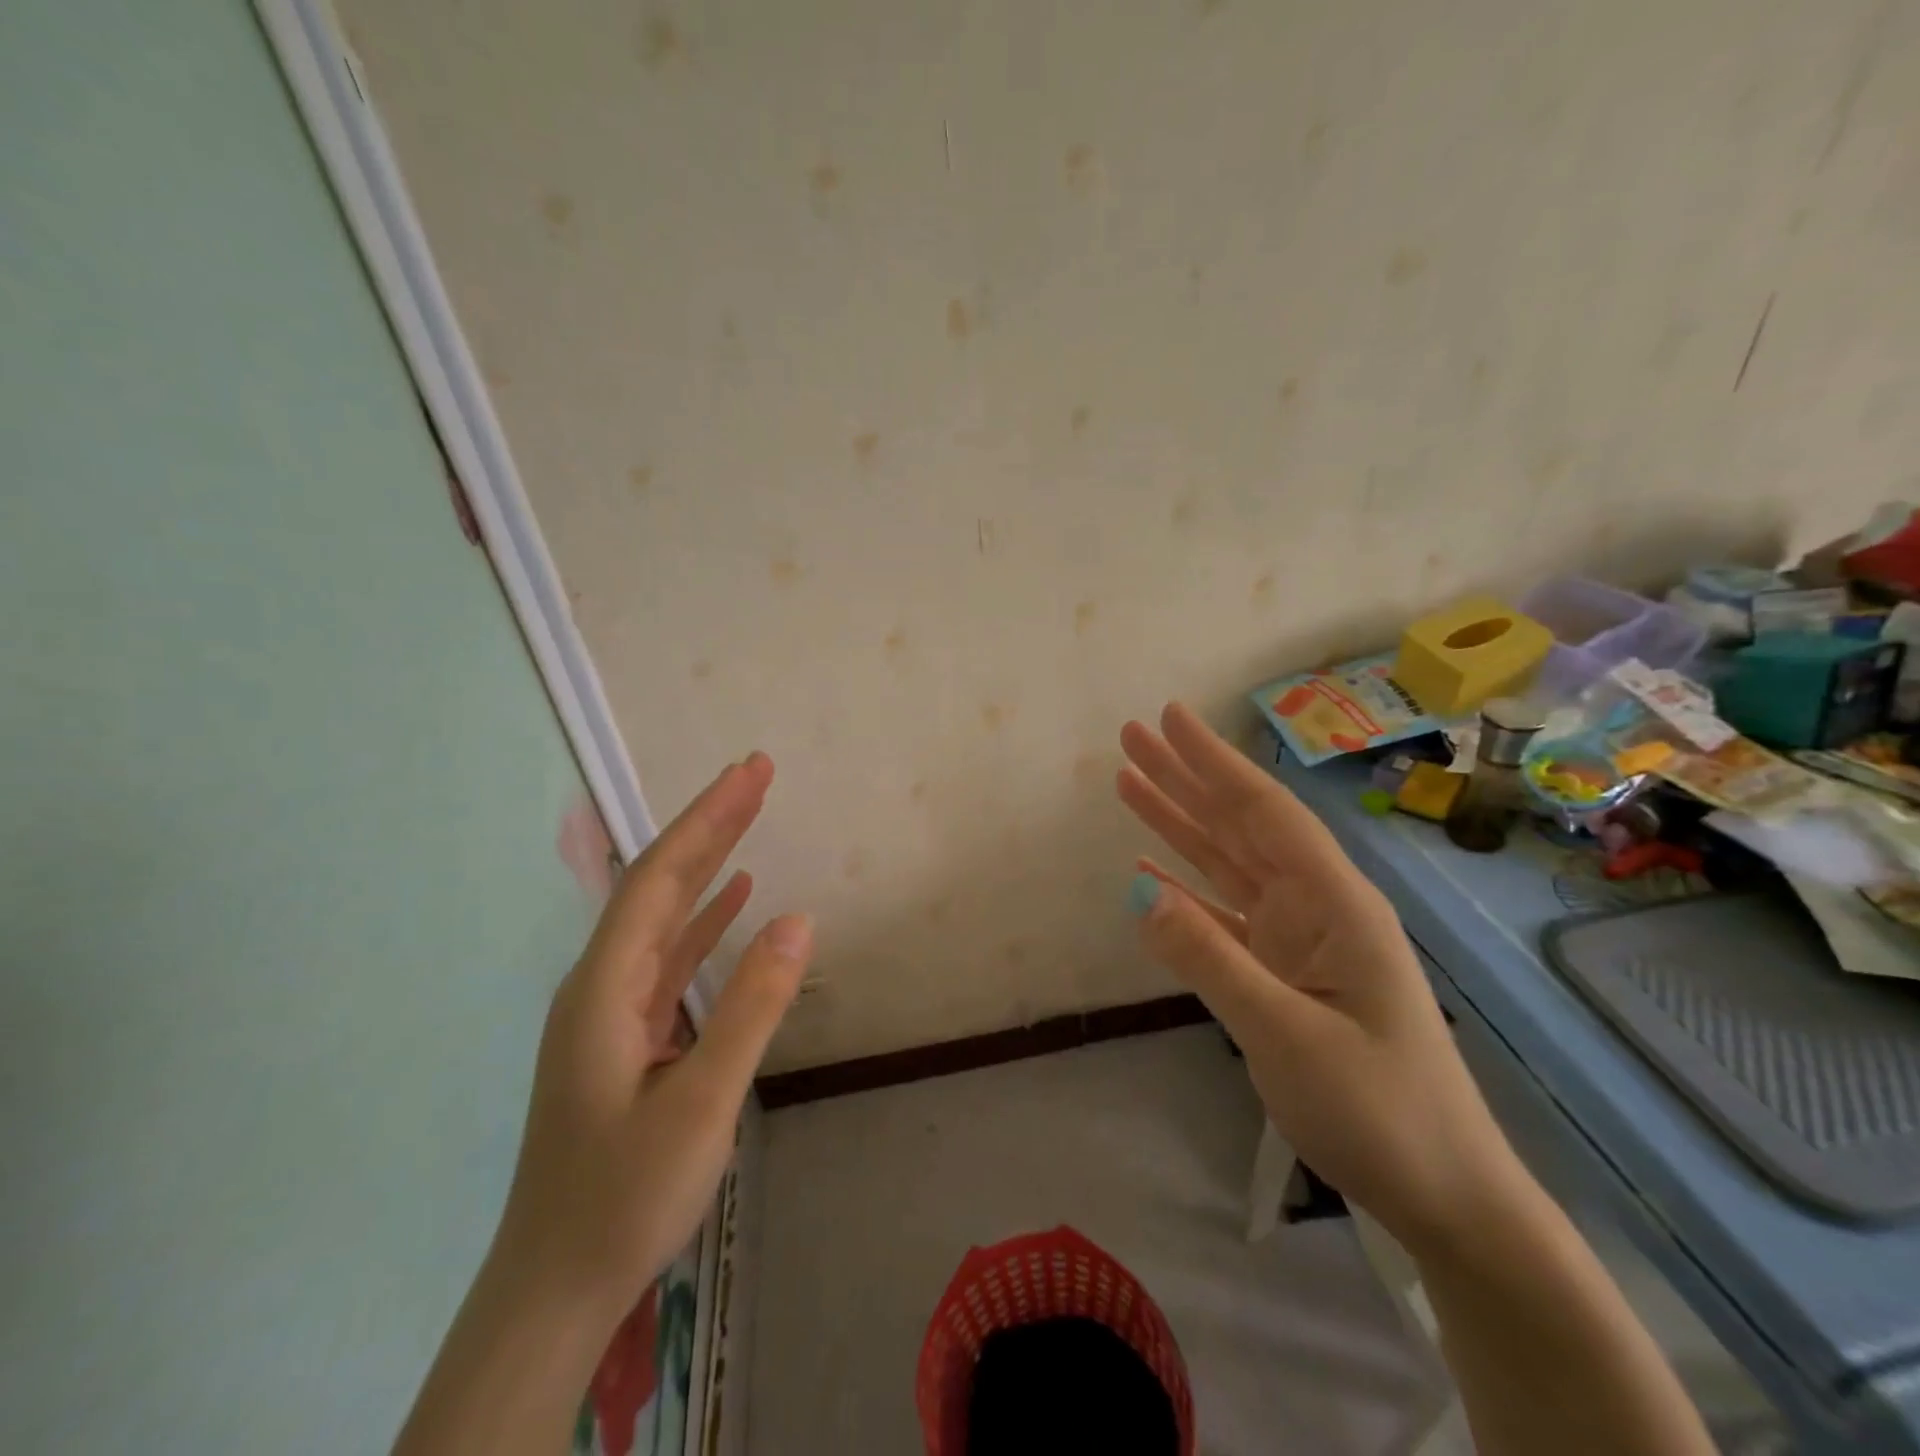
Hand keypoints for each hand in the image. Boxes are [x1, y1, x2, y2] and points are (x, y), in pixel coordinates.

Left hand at [492, 752, 811, 1327]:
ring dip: (708, 863)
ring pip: (664, 915)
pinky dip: (705, 918)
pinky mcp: (627, 1034)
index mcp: (605, 986)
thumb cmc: (623, 1195)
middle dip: (709, 824)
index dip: (708, 819)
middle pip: (659, 883)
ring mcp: (612, 1009)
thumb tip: (799, 921)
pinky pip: (670, 955)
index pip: (660, 877)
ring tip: (750, 818)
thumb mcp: (699, 1104)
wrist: (555, 1287)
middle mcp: (601, 982)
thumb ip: (750, 1009)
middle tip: (757, 773)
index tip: (751, 772)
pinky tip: (736, 900)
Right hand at [1117, 704, 1520, 1251]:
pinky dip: (1185, 886)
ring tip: (1127, 781)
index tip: (1171, 717)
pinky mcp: (1282, 969)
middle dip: (1185, 777)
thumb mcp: (1288, 1035)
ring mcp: (1298, 937)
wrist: (1441, 1193)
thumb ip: (1210, 958)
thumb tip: (1138, 888)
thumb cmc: (1378, 1111)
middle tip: (1132, 735)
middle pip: (1239, 824)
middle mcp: (1315, 905)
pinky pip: (1222, 913)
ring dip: (1178, 821)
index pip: (1263, 812)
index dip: (1214, 762)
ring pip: (1226, 861)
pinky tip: (1149, 868)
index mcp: (1334, 903)